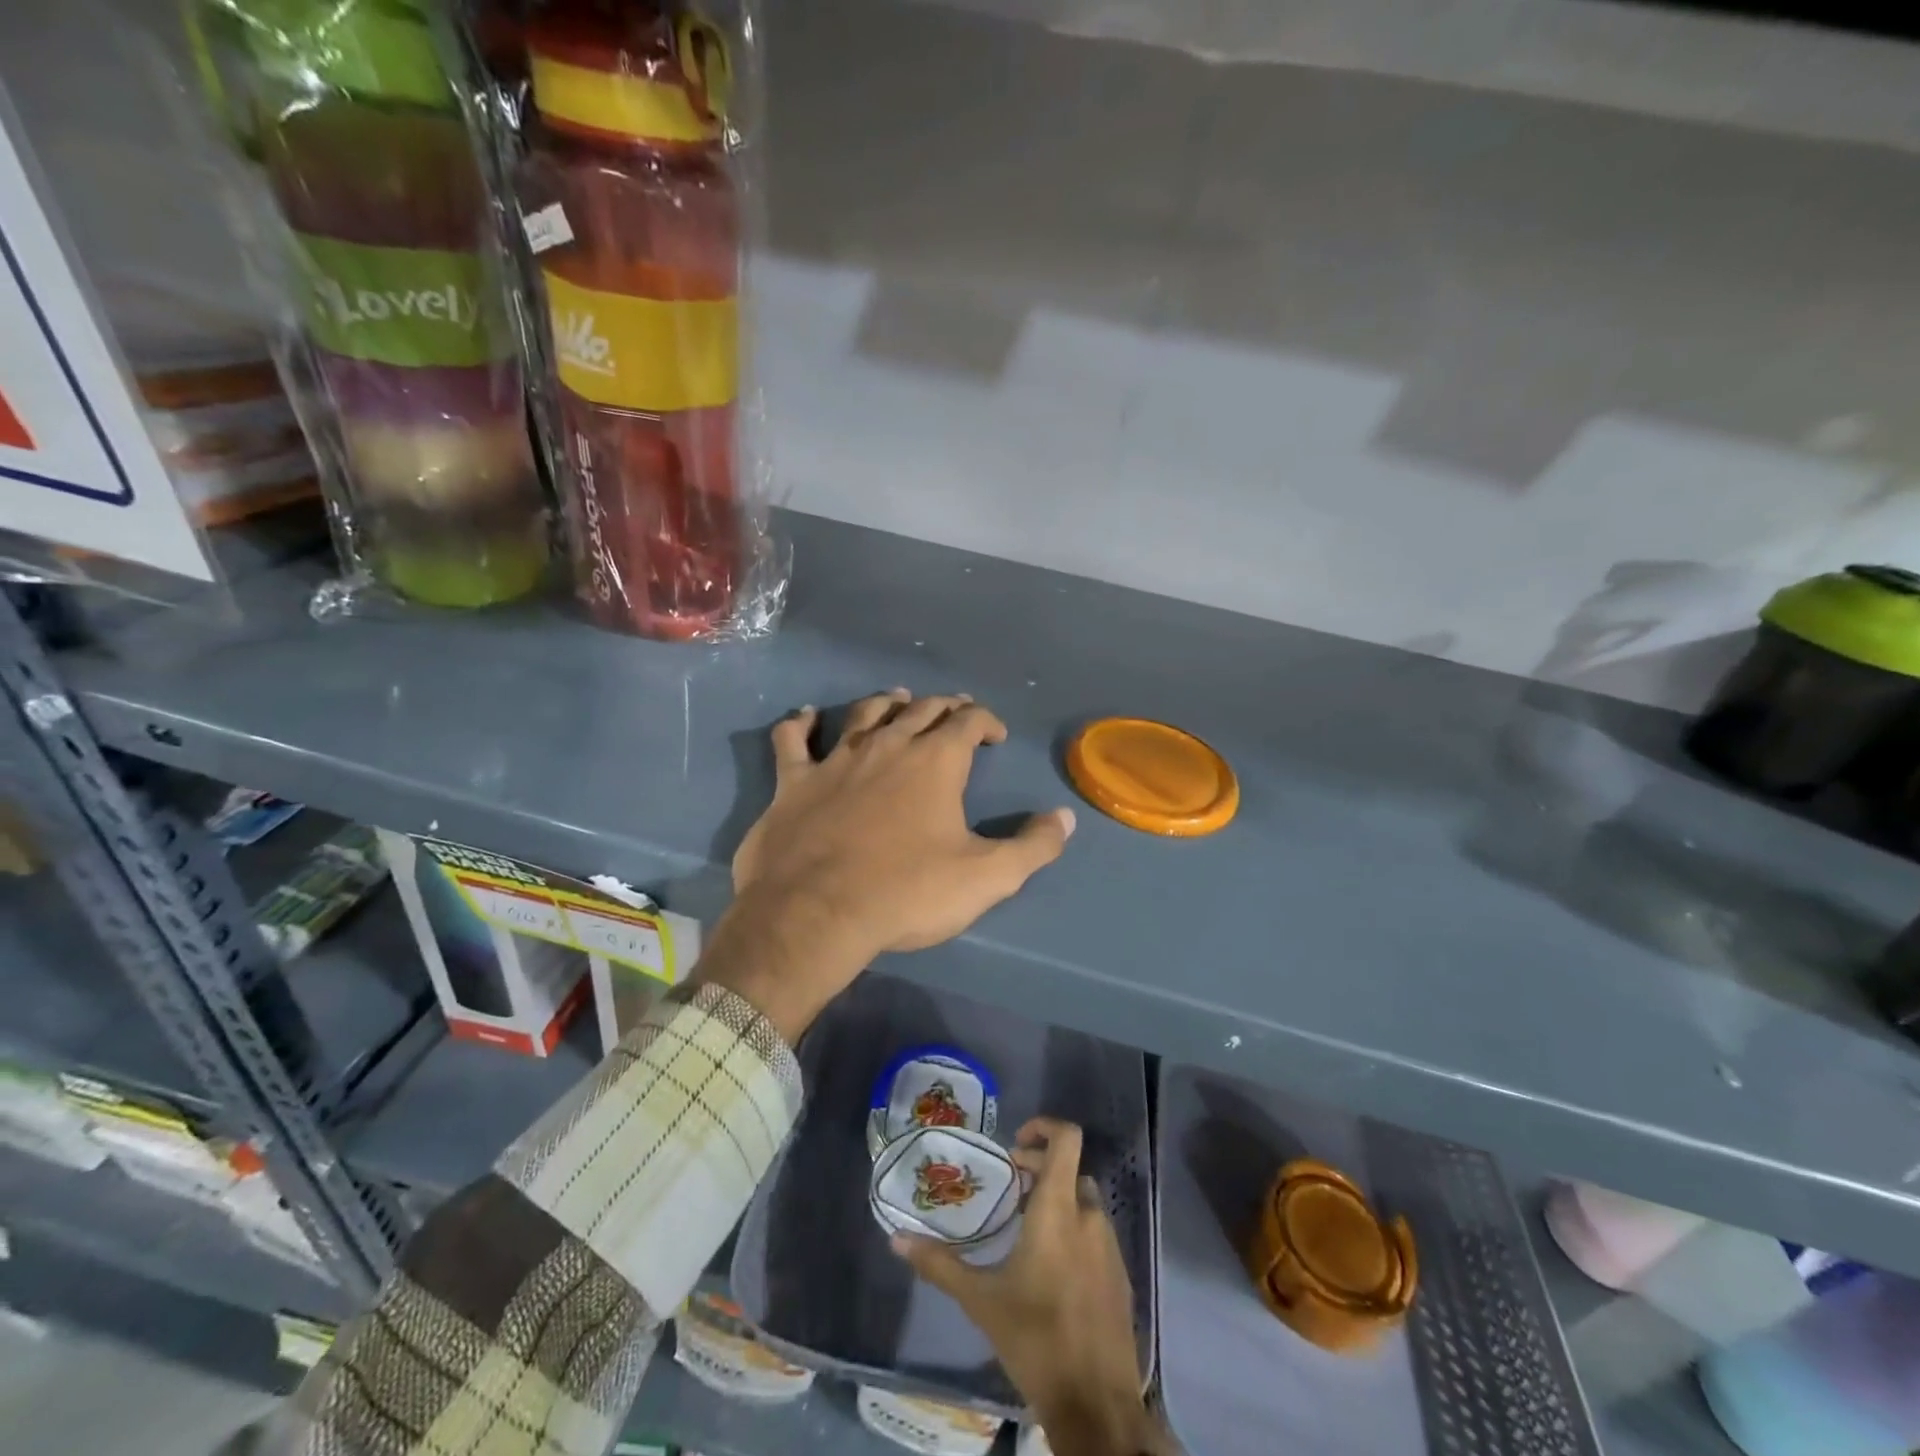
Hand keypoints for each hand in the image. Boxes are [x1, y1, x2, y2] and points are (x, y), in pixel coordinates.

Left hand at [705, 690, 1074, 1040]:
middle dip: (944, 707)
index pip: (968, 721)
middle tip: (954, 714)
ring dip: (886, 703)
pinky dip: (800, 724)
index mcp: (935, 761)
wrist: (816, 914)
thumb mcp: (987, 878)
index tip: (995, 736)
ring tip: (898, 699)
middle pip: (921, 709)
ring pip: (865, 713)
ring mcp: (836, 758)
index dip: (986, 721)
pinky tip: (805, 716)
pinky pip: (793, 739)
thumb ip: (1033, 847)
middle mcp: (887, 745)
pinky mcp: (794, 780)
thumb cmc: (907, 893)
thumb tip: (1064, 818)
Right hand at [892, 1119, 1164, 1455]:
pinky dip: (1074, 1231)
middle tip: (1009, 1190)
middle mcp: (1090, 1216)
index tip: (1015, 1144)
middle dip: (1039, 1170)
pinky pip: (1096, 1234)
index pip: (1067, 1139)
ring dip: (1057, 1201)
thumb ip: (939, 1265)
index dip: (1045, 1126)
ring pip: (1084, 1202)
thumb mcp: (980, 1300)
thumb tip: (897, 1240)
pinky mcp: (1121, 1276)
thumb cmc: (1036, 1339)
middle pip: (1069, 1170)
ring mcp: (1110, 1246)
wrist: (1096, 1404)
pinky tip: (1050, 1269)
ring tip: (1025, 1229)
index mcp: (1059, 1210)